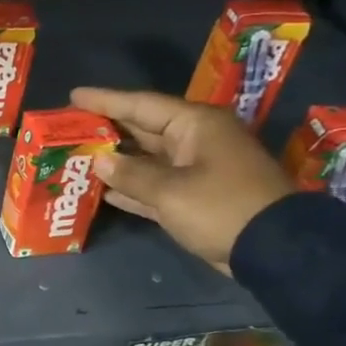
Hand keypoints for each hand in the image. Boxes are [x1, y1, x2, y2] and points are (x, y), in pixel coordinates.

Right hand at [70, 87, 294, 275]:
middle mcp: (196, 141)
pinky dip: (132, 187)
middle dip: (107, 130)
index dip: (105, 101)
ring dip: (116, 161)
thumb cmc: (221, 208)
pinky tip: (103, 190)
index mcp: (195, 125)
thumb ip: (130, 175)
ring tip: (78, 157)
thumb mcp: (170, 191)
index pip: (141, 105)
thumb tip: (100, 161)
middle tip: (70, 127)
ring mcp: (198, 169)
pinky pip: (155, 185)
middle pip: (143, 129)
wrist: (275, 249)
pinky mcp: (196, 197)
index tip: (73, 96)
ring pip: (147, 159)